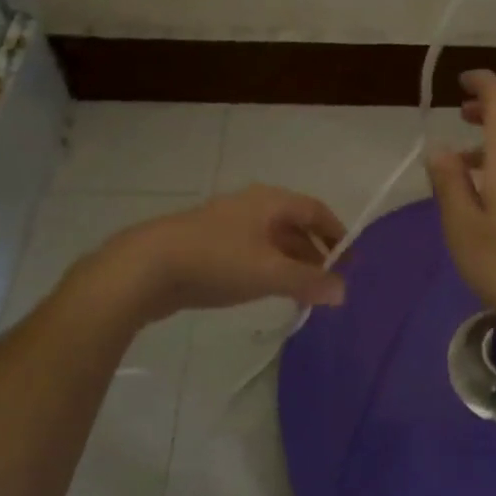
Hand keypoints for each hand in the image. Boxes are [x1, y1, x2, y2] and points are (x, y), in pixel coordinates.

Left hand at [78, 186, 346, 328]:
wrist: (145, 267)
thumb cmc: (216, 260)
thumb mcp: (269, 272)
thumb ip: (308, 281)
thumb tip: (343, 291)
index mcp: (270, 202)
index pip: (315, 210)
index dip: (336, 234)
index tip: (350, 262)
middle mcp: (252, 206)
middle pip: (294, 226)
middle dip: (314, 254)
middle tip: (328, 284)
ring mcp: (227, 225)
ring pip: (271, 242)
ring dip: (291, 264)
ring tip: (302, 294)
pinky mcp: (208, 246)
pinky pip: (251, 254)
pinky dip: (267, 270)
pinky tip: (266, 292)